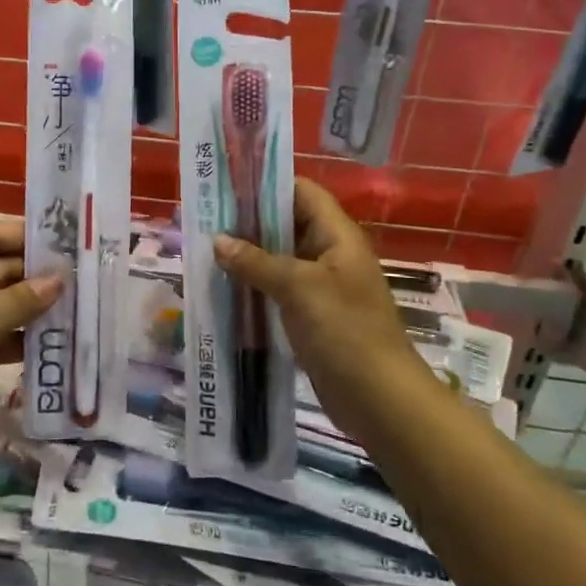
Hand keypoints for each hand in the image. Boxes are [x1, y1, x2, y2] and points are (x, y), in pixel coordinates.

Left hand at [0, 219, 60, 412]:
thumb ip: (20, 297)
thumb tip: (60, 278)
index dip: (21, 235)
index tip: (64, 238)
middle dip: (35, 274)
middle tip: (81, 275)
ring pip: (2, 306)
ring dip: (34, 307)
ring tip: (78, 305)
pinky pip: (0, 337)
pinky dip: (24, 338)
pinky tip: (57, 340)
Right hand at [214, 179, 420, 424]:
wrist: (381, 400)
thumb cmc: (346, 332)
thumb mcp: (299, 288)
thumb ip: (256, 262)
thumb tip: (218, 241)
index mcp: (337, 236)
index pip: (302, 192)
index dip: (268, 184)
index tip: (227, 185)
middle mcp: (330, 255)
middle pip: (287, 224)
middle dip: (249, 222)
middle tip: (205, 220)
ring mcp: (322, 287)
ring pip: (280, 259)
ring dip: (248, 256)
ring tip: (205, 251)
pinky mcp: (312, 316)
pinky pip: (279, 290)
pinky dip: (254, 285)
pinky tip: (224, 288)